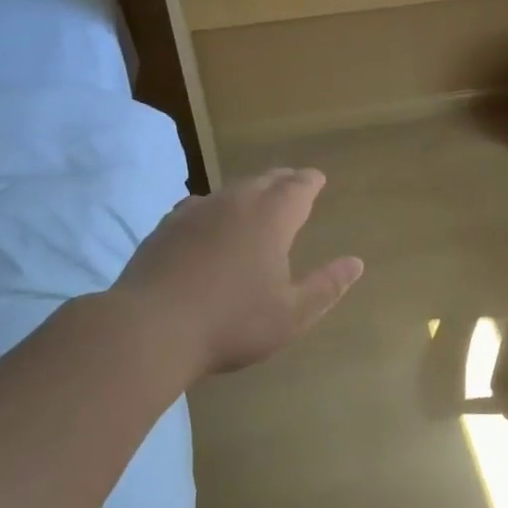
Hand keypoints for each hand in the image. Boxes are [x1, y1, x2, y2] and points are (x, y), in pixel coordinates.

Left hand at [111, 168, 362, 376]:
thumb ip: (326, 286)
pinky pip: (199, 205)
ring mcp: (195, 212)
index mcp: (270, 219)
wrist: (151, 328)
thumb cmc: (232, 323)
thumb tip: (356, 262)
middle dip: (282, 180)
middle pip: (264, 181)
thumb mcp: (292, 314)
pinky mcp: (165, 227)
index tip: (317, 178)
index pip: (297, 188)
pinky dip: (215, 207)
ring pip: (230, 190)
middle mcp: (234, 204)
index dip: (310, 182)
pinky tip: (209, 218)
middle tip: (293, 182)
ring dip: (248, 191)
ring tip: (256, 198)